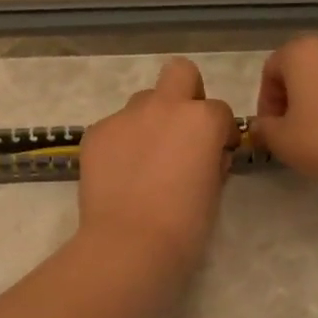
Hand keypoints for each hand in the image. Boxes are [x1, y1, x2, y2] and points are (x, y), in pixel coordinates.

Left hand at [76, 57, 236, 279]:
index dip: (221, 132)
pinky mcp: (96, 132)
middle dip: (186, 93)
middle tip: (182, 131)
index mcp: (202, 120)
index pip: (220, 111)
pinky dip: (121, 143)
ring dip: (150, 120)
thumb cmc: (184, 226)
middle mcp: (164, 107)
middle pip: (180, 73)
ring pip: (143, 101)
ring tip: (145, 159)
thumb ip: (212, 161)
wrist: (129, 244)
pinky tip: (119, 173)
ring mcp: (126, 116)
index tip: (217, 153)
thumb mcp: (214, 191)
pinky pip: (115, 127)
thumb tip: (206, 155)